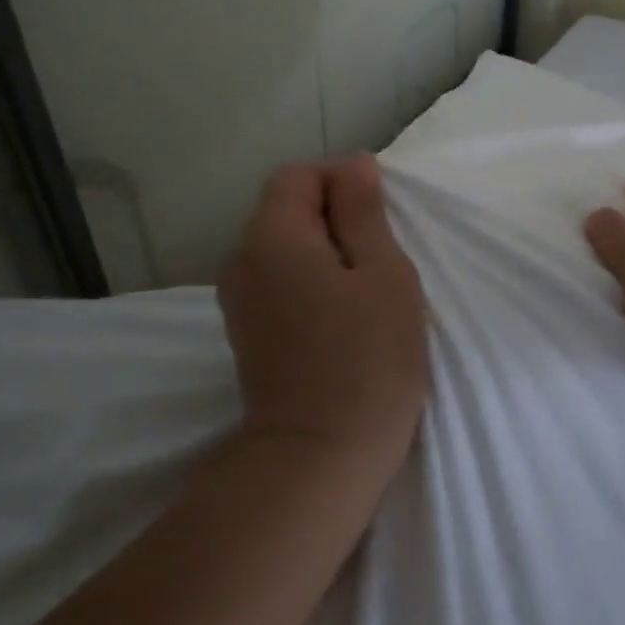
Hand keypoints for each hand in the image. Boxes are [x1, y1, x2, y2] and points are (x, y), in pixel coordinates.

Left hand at [220, 156, 430, 463]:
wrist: (319, 460)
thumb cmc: (367, 360)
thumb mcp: (383, 274)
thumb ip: (364, 212)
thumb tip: (354, 165)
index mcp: (272, 237)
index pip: (299, 175)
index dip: (342, 180)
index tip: (383, 214)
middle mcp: (242, 260)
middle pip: (287, 208)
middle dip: (338, 216)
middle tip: (384, 254)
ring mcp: (240, 299)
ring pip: (286, 245)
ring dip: (328, 250)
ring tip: (369, 286)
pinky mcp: (248, 331)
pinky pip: (280, 278)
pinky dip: (312, 278)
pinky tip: (344, 313)